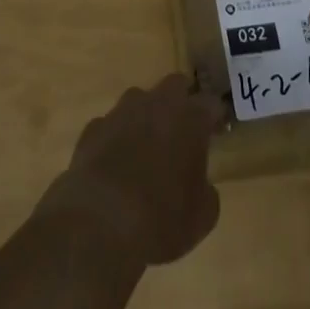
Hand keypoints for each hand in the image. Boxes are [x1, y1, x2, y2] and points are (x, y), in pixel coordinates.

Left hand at [38, 76, 220, 267]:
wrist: (99, 223)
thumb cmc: (161, 218)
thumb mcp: (201, 217)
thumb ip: (206, 193)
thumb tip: (201, 187)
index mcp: (191, 118)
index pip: (211, 103)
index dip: (215, 117)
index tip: (216, 133)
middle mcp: (157, 104)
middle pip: (175, 85)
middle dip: (181, 101)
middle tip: (182, 131)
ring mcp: (122, 112)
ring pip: (139, 100)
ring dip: (145, 116)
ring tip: (145, 148)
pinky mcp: (93, 129)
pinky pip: (109, 125)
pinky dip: (115, 138)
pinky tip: (114, 164)